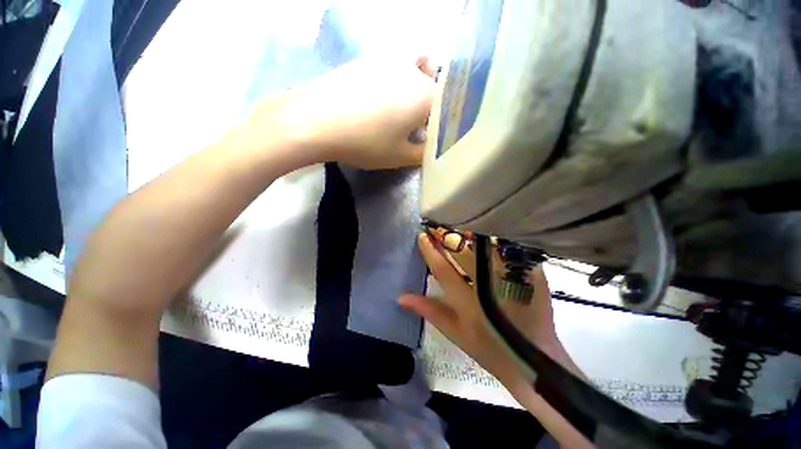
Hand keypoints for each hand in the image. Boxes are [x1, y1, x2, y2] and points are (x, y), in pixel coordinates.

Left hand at [269, 56, 435, 169]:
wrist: (317, 121)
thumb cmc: (366, 142)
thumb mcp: (400, 156)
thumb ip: (423, 154)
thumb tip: (430, 149)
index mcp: (427, 96)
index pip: (446, 108)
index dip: (440, 123)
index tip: (430, 135)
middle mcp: (413, 71)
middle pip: (433, 82)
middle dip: (431, 101)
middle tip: (419, 120)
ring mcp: (388, 58)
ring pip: (415, 62)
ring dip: (417, 77)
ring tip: (404, 100)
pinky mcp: (367, 57)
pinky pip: (392, 60)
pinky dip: (396, 72)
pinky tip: (381, 91)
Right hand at [399, 230, 564, 385]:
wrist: (534, 360)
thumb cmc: (489, 349)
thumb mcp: (455, 333)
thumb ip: (429, 310)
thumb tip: (401, 296)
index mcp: (468, 302)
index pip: (443, 270)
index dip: (430, 252)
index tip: (422, 236)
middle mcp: (489, 287)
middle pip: (464, 254)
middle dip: (448, 238)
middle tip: (438, 225)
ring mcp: (512, 279)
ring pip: (485, 248)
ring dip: (469, 235)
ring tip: (457, 226)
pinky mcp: (530, 275)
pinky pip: (507, 250)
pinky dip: (492, 240)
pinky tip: (484, 233)